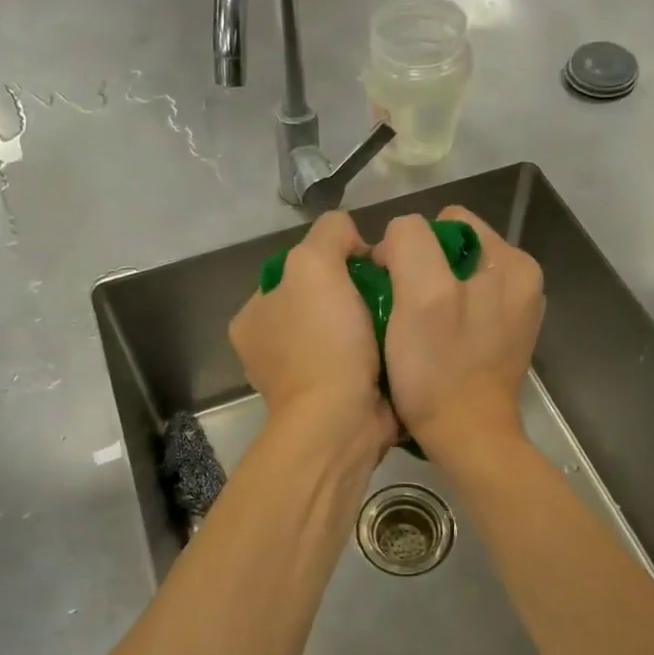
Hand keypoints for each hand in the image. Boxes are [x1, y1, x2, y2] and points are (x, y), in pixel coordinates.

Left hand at [230, 211, 396, 447]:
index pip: (295, 271)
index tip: (365, 268)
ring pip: (344, 333)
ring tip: (400, 317)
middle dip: (356, 294)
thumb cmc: (323, 341)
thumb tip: (353, 241)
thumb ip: (330, 233)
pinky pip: (360, 363)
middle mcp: (270, 348)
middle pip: (323, 302)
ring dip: (372, 324)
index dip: (333, 261)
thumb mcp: (315, 262)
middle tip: (388, 292)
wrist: (342, 421)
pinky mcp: (333, 402)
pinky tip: (400, 344)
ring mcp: (301, 379)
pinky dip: (379, 353)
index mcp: (253, 317)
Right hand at [374, 207, 544, 459]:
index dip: (409, 248)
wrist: (467, 440)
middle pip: (449, 253)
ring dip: (426, 300)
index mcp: (512, 262)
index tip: (393, 290)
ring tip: (412, 333)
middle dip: (418, 275)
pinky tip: (429, 348)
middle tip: (401, 315)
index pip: (445, 223)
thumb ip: (410, 244)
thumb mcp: (420, 295)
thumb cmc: (440, 370)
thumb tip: (396, 240)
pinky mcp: (501, 340)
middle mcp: (521, 281)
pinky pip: (460, 311)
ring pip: (451, 282)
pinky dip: (440, 322)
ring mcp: (513, 313)